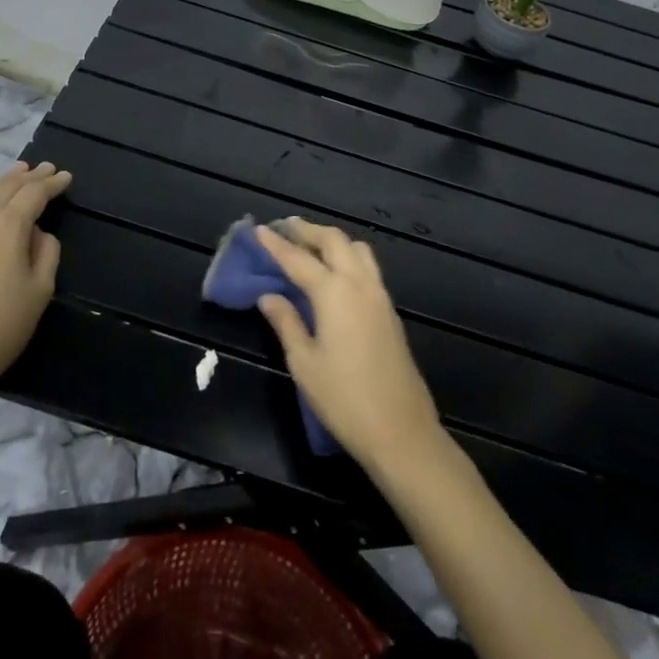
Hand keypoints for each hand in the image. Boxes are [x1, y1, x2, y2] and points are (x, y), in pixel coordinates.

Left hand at [0, 161, 72, 399]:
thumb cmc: (1, 324)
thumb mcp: (39, 289)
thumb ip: (46, 253)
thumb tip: (37, 235)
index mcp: (7, 225)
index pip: (33, 193)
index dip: (52, 183)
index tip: (66, 177)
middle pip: (5, 187)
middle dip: (27, 176)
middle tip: (44, 167)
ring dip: (3, 182)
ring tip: (16, 174)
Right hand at [255, 219, 443, 474]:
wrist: (400, 430)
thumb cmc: (344, 399)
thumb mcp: (304, 363)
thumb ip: (286, 322)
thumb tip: (268, 296)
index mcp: (334, 293)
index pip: (298, 259)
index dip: (276, 244)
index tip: (258, 229)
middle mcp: (359, 284)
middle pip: (334, 241)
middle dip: (308, 230)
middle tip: (285, 227)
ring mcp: (379, 296)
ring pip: (357, 249)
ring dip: (332, 240)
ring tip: (310, 244)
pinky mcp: (390, 311)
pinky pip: (368, 267)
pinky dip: (348, 256)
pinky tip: (335, 272)